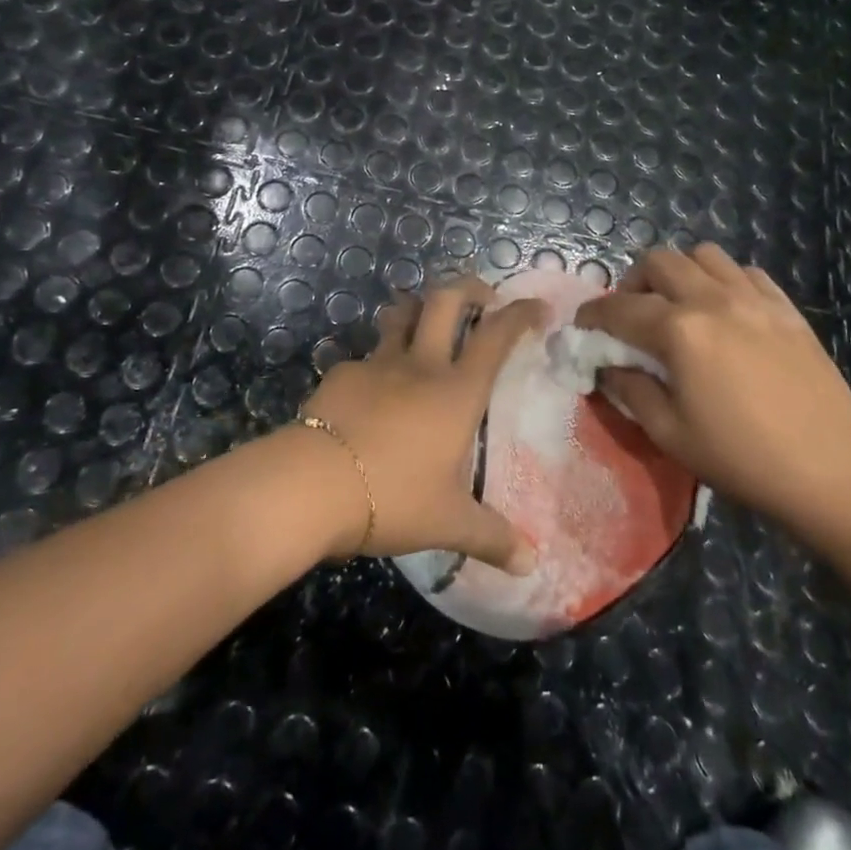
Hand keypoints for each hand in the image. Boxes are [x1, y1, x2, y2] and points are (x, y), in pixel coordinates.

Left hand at [293, 276, 544, 573]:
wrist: (313, 484)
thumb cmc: (394, 496)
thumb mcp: (448, 523)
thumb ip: (491, 537)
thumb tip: (531, 563)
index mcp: (457, 391)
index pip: (497, 336)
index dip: (521, 314)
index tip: (537, 306)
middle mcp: (421, 364)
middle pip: (446, 300)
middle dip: (468, 286)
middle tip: (481, 297)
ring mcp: (378, 363)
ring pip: (401, 313)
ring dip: (418, 308)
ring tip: (427, 320)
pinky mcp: (342, 373)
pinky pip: (366, 355)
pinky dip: (378, 360)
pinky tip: (374, 388)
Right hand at [576, 243, 850, 549]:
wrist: (835, 473)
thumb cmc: (744, 459)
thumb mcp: (671, 434)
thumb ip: (630, 391)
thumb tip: (608, 368)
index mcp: (679, 330)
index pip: (619, 307)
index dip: (593, 313)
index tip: (582, 326)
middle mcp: (713, 299)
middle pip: (659, 261)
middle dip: (633, 282)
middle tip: (631, 315)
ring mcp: (755, 299)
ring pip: (704, 255)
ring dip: (679, 273)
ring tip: (678, 306)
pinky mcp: (787, 309)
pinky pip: (746, 272)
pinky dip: (723, 280)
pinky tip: (725, 311)